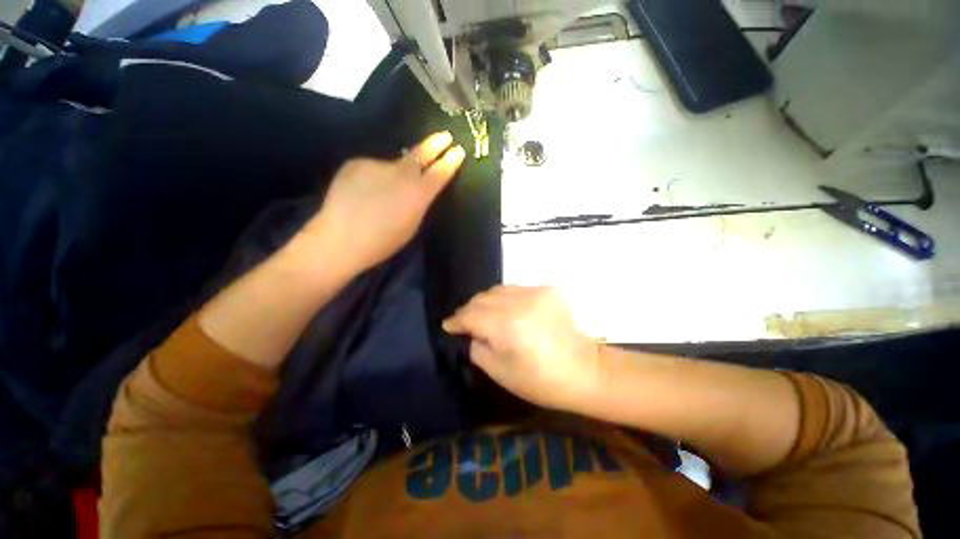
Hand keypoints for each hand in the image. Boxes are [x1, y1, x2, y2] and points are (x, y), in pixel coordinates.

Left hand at [304, 132, 465, 275]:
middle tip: (446, 135)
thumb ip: (419, 201)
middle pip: (421, 153)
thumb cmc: (383, 241)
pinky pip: (372, 168)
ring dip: (394, 174)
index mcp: (418, 193)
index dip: (451, 160)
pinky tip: (363, 192)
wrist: (340, 239)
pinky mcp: (356, 163)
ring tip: (382, 193)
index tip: (459, 150)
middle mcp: (401, 173)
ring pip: (393, 165)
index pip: (441, 171)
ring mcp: (377, 164)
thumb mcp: (412, 225)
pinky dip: (373, 177)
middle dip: (436, 144)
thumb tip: (419, 186)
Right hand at [443, 286, 603, 411]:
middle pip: (483, 297)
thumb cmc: (541, 381)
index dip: (456, 320)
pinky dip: (508, 299)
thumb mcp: (500, 372)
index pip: (471, 315)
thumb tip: (471, 333)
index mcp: (507, 326)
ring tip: (487, 315)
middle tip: (466, 322)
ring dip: (488, 302)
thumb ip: (478, 347)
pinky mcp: (549, 289)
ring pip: (499, 289)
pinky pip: (518, 289)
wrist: (586, 371)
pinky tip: (512, 312)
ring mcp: (537, 292)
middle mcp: (520, 302)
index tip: (448, 325)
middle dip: (470, 309)